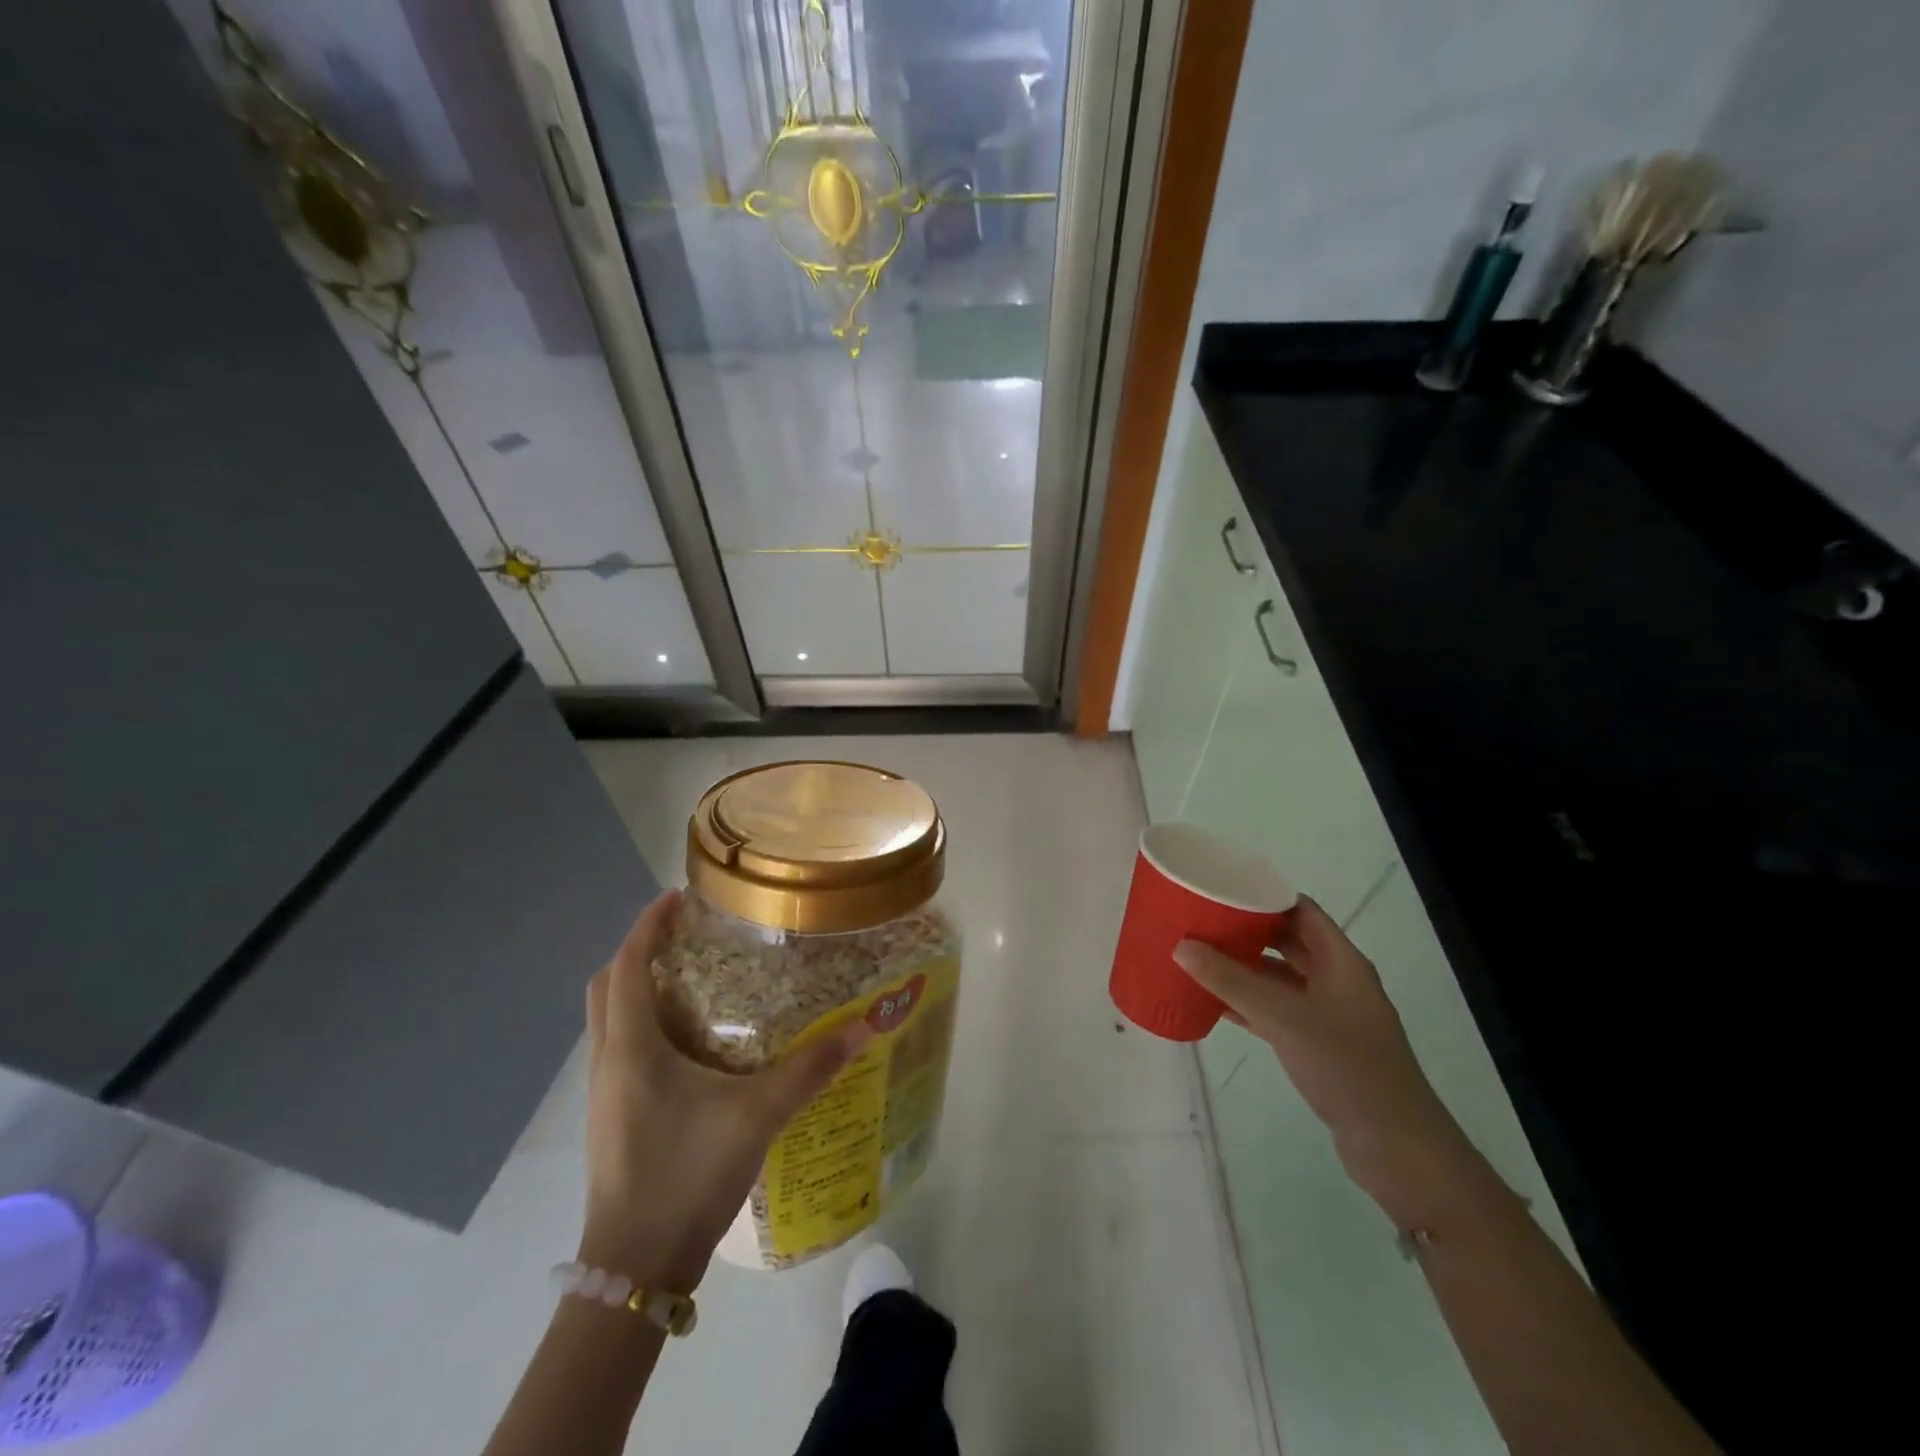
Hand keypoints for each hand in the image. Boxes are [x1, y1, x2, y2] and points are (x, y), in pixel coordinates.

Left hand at [579, 890, 870, 1290]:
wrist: (635, 1269)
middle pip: (607, 986)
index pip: (626, 965)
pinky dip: (643, 1024)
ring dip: (638, 988)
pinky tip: (689, 1044)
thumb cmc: (686, 1176)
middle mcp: (608, 1061)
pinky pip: (619, 1049)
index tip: (677, 897)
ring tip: (691, 979)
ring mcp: (603, 1093)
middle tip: (685, 937)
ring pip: (609, 1019)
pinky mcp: (610, 1117)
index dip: (647, 925)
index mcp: (631, 1047)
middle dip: (639, 952)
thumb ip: (810, 1069)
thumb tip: (861, 1027)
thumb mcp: (757, 1116)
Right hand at [1173, 895, 1467, 1209]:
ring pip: (1282, 978)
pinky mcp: (1323, 1047)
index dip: (1264, 895)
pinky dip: (1251, 1004)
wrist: (1398, 1148)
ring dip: (1246, 968)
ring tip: (1201, 957)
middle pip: (1289, 941)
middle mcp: (1339, 981)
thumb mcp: (1283, 1017)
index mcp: (1342, 961)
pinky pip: (1280, 1012)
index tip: (1221, 888)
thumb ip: (1231, 982)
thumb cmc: (1347, 1067)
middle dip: (1248, 931)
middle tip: (1203, 921)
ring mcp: (1332, 1016)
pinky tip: (1217, 1005)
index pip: (1300, 910)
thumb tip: (1182, 946)